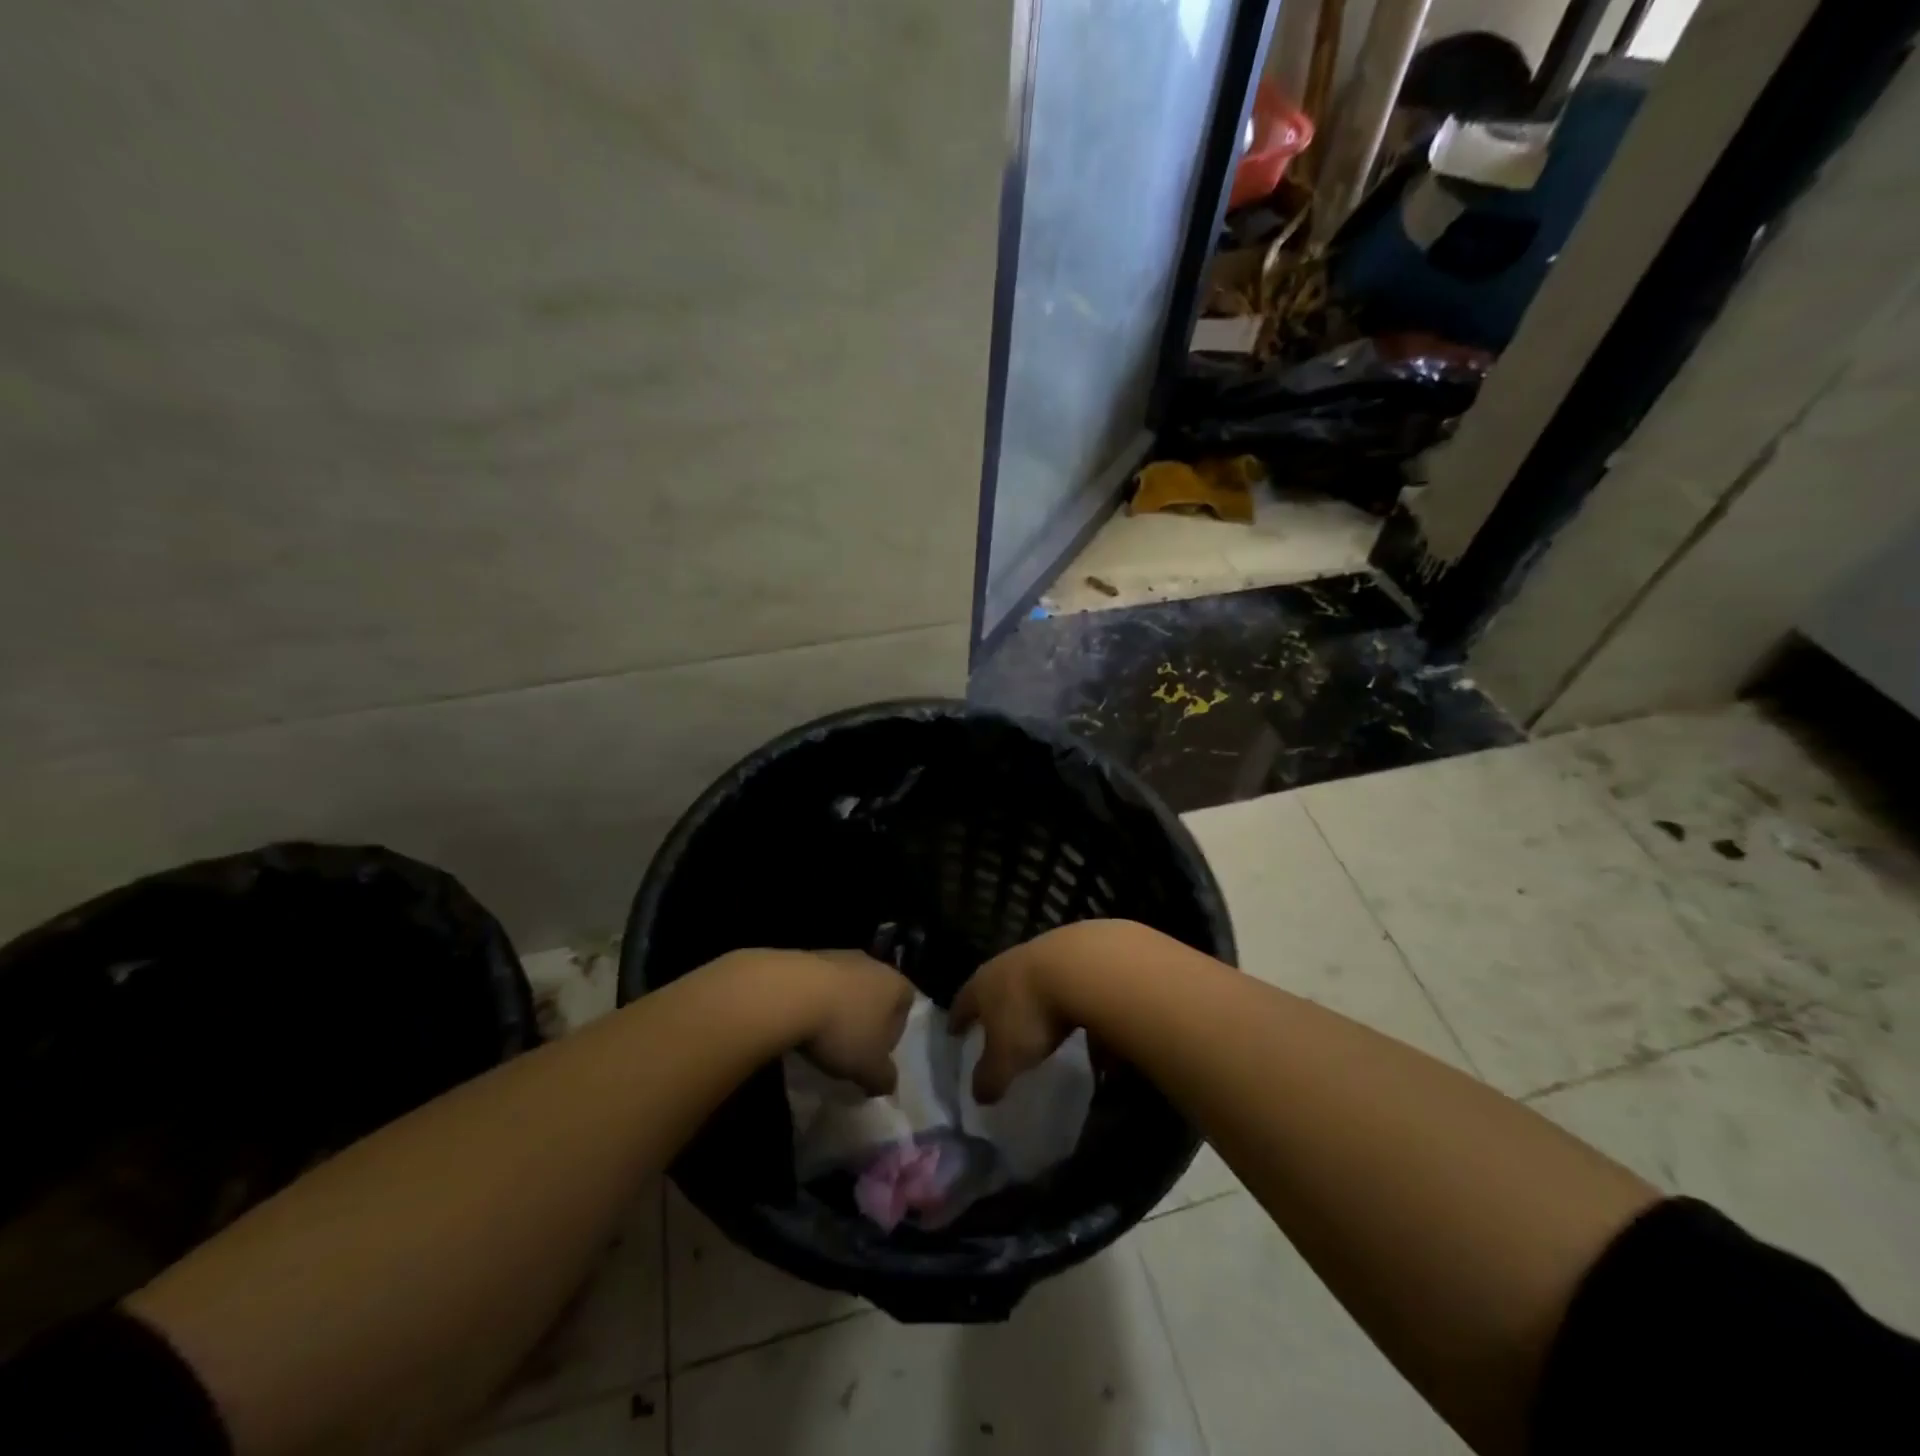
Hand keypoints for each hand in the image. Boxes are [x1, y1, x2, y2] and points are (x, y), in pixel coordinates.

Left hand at [795, 950, 915, 1095]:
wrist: (790, 994)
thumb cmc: (843, 1030)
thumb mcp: (870, 1068)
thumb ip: (884, 1078)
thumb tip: (887, 1084)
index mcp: (895, 984)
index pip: (906, 1004)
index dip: (895, 1030)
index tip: (877, 1052)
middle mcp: (872, 963)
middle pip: (876, 993)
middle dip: (865, 1018)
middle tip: (850, 1046)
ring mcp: (840, 955)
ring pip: (847, 987)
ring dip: (838, 1008)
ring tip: (822, 1036)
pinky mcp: (809, 955)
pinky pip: (820, 983)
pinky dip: (815, 1000)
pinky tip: (801, 1021)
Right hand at [950, 924, 1101, 1103]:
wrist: (1080, 966)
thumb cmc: (1031, 1014)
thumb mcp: (1006, 1058)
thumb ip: (990, 1078)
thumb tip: (978, 1095)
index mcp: (981, 986)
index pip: (961, 1004)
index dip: (957, 1020)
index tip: (953, 1031)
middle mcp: (1004, 964)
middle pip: (992, 985)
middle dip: (992, 1005)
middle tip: (992, 1024)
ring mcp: (1038, 952)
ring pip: (1026, 979)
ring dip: (1028, 997)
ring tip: (1034, 1017)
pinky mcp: (1071, 951)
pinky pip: (1058, 978)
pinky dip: (1060, 994)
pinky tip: (1071, 1008)